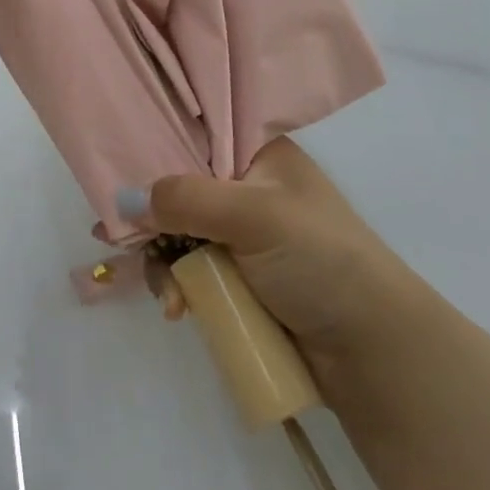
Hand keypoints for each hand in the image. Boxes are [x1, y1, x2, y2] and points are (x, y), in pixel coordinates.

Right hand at [126, 137, 416, 366]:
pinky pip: (191, 271)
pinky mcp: (240, 279)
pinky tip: (177, 308)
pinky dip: (179, 286)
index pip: (194, 137)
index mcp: (258, 155)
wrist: (374, 352)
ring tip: (169, 295)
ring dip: (163, 261)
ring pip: (179, 234)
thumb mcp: (254, 215)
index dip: (153, 153)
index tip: (115, 174)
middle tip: (117, 239)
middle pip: (179, 189)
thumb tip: (121, 199)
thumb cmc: (320, 259)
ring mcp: (243, 237)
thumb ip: (187, 200)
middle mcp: (248, 188)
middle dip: (152, 218)